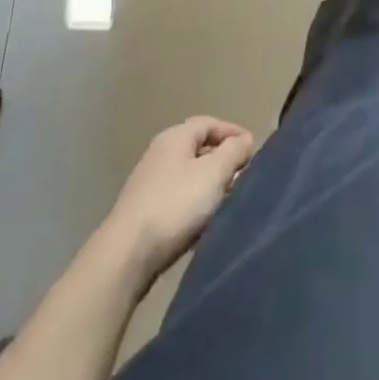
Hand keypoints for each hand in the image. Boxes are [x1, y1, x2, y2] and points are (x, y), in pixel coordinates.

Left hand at [103, 117, 255, 278]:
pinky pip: (177, 198)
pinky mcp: (142, 212)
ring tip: (227, 201)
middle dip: (222, 161)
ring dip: (209, 185)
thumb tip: (245, 140)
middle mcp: (159, 154)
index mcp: (175, 137)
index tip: (252, 149)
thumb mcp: (214, 173)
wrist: (125, 255)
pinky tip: (202, 222)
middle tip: (242, 176)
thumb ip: (234, 152)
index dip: (232, 132)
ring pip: (188, 176)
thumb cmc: (175, 204)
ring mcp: (148, 183)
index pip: (209, 123)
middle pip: (198, 149)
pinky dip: (194, 204)